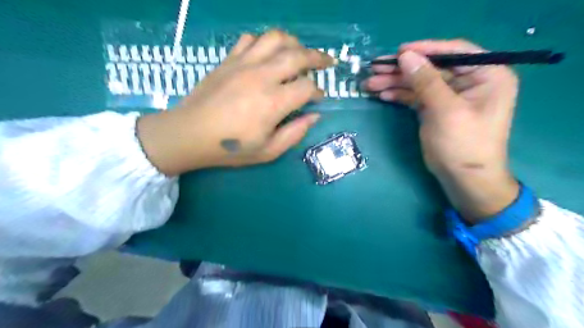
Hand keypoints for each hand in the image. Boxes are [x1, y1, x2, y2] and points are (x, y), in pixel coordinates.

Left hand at [133, 30, 329, 176]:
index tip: (318, 98)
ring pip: (276, 39)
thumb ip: (295, 133)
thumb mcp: (268, 151)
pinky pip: (251, 39)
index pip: (307, 87)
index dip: (318, 92)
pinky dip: (265, 42)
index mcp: (273, 102)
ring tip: (300, 52)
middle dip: (318, 58)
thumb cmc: (230, 148)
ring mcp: (243, 64)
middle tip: (327, 62)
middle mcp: (261, 76)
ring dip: (294, 43)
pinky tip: (268, 53)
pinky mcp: (229, 60)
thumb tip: (314, 116)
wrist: (189, 134)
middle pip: (298, 55)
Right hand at [364, 39, 519, 221]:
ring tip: (370, 83)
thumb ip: (426, 81)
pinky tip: (383, 95)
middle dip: (402, 69)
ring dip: (395, 82)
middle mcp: (470, 81)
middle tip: (375, 68)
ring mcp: (450, 96)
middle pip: (431, 67)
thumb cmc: (463, 145)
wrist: (463, 179)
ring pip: (420, 82)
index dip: (425, 49)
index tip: (398, 51)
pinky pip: (416, 96)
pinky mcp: (436, 109)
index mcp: (487, 75)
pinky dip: (400, 95)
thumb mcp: (446, 111)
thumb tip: (405, 56)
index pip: (454, 51)